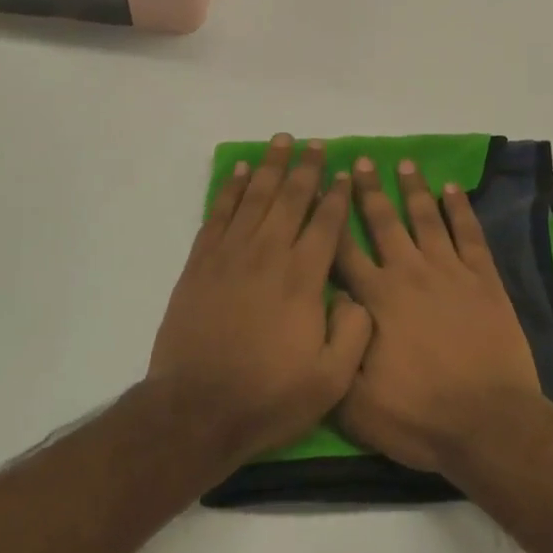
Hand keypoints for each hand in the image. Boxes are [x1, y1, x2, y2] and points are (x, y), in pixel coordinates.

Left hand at [147, 133, 371, 469]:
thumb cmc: (269, 396)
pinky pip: (218, 213)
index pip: (326, 223)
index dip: (337, 195)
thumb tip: (356, 294)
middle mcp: (268, 254)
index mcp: (303, 278)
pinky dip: (230, 189)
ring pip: (255, 197)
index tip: (344, 172)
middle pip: (290, 198)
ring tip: (280, 142)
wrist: (196, 410)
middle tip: (315, 144)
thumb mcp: (331, 380)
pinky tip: (239, 172)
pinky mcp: (201, 263)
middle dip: (306, 168)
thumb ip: (354, 332)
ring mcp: (231, 255)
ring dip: (270, 166)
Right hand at [333, 157, 546, 474]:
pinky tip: (452, 189)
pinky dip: (460, 209)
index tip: (320, 190)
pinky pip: (469, 234)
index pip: (343, 249)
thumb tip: (326, 305)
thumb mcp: (354, 401)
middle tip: (360, 161)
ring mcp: (449, 272)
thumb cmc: (418, 417)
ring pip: (425, 218)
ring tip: (403, 163)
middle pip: (383, 222)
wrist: (488, 424)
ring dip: (413, 189)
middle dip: (368, 190)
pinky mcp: (483, 279)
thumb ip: (335, 348)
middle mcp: (408, 274)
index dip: (329, 218)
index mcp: (375, 299)